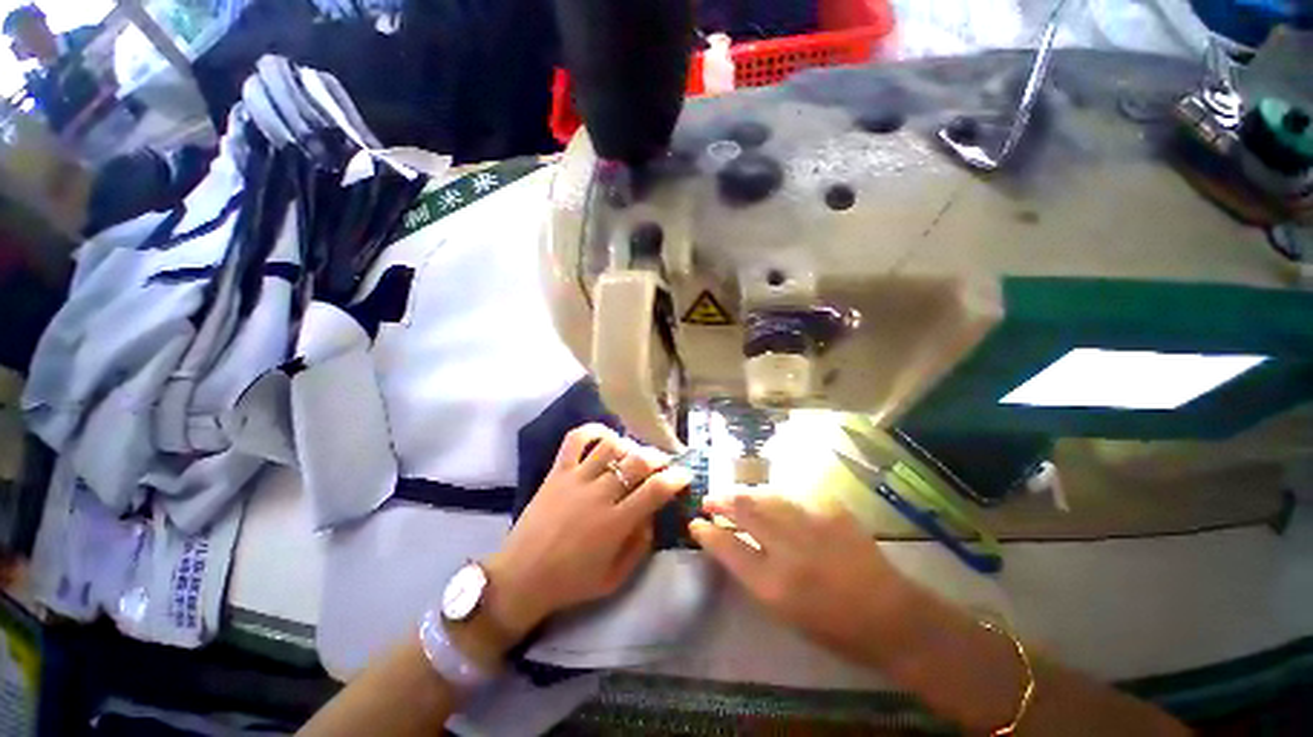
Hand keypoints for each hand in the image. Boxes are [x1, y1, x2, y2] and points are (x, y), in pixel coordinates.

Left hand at [485, 424, 691, 640]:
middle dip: (657, 457)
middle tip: (662, 463)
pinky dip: (592, 431)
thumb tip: (652, 516)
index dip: (676, 478)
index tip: (684, 475)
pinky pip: (575, 440)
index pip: (656, 490)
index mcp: (615, 523)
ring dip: (629, 445)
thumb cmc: (570, 583)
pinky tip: (604, 436)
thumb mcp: (614, 578)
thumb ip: (640, 546)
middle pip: (637, 461)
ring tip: (633, 453)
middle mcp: (599, 495)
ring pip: (610, 446)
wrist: (520, 578)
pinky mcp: (557, 472)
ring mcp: (576, 479)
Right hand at [689, 494, 915, 656]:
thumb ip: (750, 573)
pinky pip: (790, 493)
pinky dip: (772, 494)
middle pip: (743, 510)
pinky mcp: (830, 509)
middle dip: (720, 501)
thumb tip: (726, 543)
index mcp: (773, 585)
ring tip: (732, 494)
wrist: (890, 615)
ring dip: (743, 493)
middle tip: (709, 500)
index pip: (727, 548)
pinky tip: (766, 496)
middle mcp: (789, 550)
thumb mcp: (782, 610)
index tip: (695, 523)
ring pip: (764, 495)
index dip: (707, 533)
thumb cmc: (831, 626)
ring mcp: (812, 524)